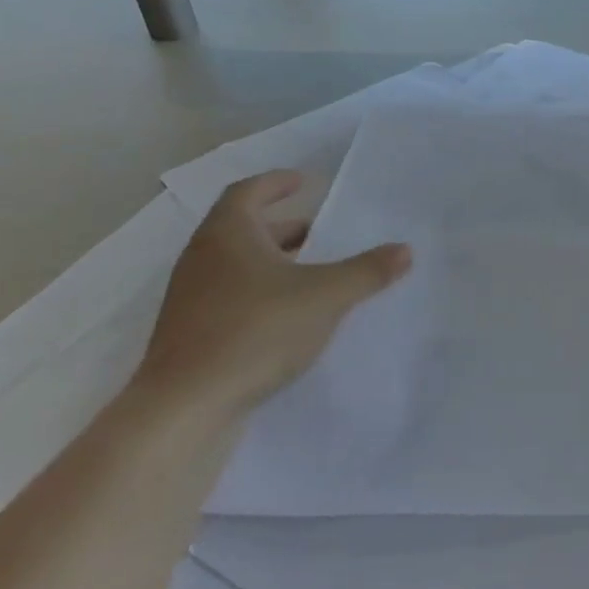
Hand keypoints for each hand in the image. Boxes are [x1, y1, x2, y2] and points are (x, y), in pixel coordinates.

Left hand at [130, 170, 410, 422]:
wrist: (184, 406)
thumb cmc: (255, 331)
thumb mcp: (325, 296)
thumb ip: (367, 271)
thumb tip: (405, 250)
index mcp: (228, 234)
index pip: (249, 191)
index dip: (277, 183)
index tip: (305, 181)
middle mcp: (202, 257)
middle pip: (244, 228)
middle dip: (284, 227)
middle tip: (320, 232)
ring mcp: (191, 297)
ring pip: (237, 265)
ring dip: (274, 262)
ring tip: (312, 273)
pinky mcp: (190, 332)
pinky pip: (230, 296)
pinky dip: (261, 292)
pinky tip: (289, 315)